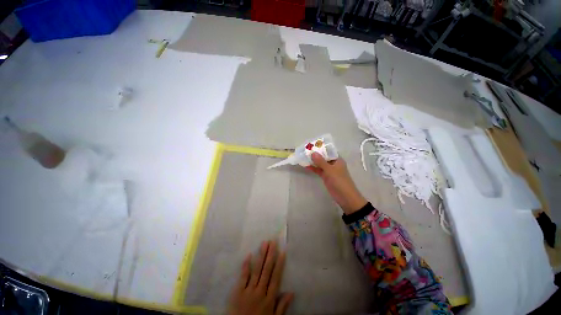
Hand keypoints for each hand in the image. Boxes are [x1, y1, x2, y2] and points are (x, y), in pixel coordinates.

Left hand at [228, 241, 293, 314]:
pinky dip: (246, 265)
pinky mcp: (238, 291)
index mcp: (269, 299)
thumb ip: (282, 307)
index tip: (282, 252)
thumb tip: (291, 292)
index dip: (279, 264)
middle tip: (273, 242)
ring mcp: (248, 291)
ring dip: (261, 256)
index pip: (276, 278)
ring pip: (257, 270)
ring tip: (265, 243)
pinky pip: (243, 276)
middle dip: (270, 255)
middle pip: (267, 270)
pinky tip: (249, 255)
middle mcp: (260, 292)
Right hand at [307, 153, 367, 214]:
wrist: (344, 197)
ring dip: (313, 161)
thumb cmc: (339, 181)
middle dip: (315, 154)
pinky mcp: (325, 176)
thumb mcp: (330, 170)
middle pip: (323, 156)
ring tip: (303, 157)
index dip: (320, 147)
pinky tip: (305, 166)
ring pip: (320, 163)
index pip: (328, 150)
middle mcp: (333, 163)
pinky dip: (313, 168)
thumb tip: (313, 153)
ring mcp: (329, 170)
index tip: (311, 144)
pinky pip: (318, 170)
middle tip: (305, 150)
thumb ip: (321, 161)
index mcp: (337, 159)